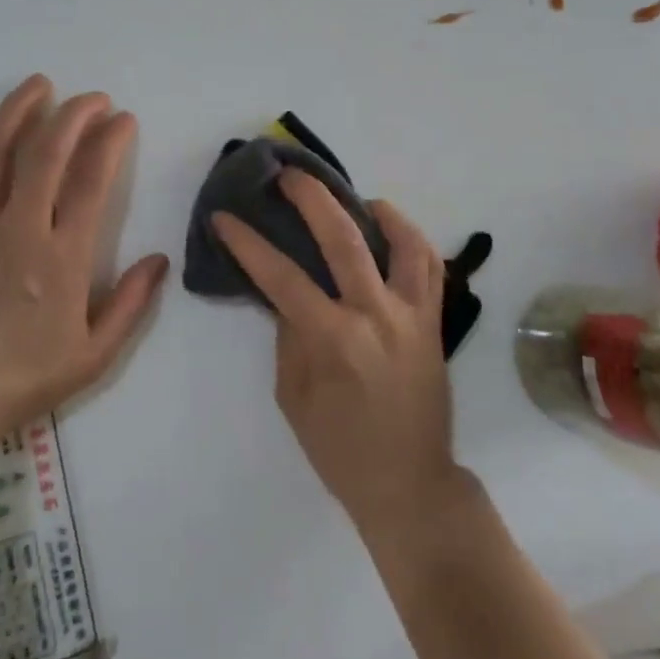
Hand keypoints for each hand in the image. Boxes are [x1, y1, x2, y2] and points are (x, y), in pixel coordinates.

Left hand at [0, 75, 168, 440]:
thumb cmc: (22, 379)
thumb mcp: (93, 355)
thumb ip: (131, 304)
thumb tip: (159, 259)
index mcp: (63, 256)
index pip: (93, 180)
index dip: (110, 142)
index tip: (123, 120)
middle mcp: (20, 227)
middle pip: (48, 153)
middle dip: (74, 115)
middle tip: (92, 98)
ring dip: (18, 111)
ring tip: (38, 84)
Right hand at [213, 171, 465, 542]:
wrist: (409, 483)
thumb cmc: (341, 450)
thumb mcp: (295, 399)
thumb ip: (290, 337)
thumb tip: (288, 295)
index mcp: (334, 339)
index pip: (282, 277)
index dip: (249, 243)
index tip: (225, 217)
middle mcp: (377, 315)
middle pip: (344, 239)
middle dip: (312, 198)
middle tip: (289, 175)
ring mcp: (412, 315)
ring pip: (403, 242)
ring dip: (377, 211)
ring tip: (356, 199)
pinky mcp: (434, 321)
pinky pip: (430, 267)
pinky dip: (412, 240)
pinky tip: (392, 232)